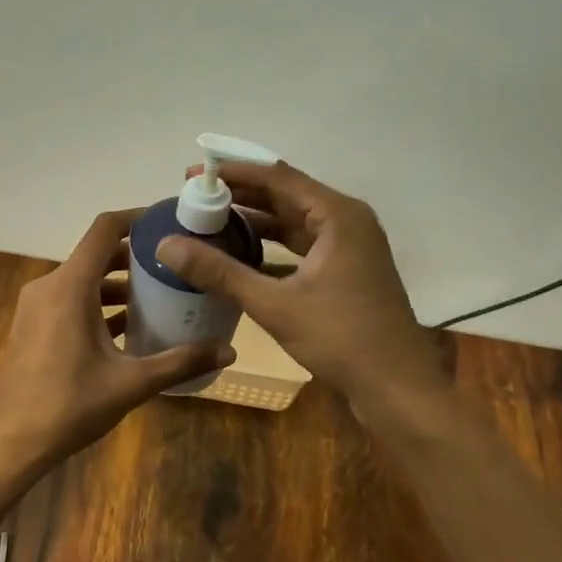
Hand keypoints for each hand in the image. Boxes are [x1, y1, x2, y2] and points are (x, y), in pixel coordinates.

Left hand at [0, 209, 235, 471]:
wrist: (12, 442)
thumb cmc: (70, 405)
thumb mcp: (132, 383)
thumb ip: (181, 362)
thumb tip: (229, 352)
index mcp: (70, 287)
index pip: (104, 229)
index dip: (136, 218)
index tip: (168, 222)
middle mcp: (50, 286)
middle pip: (96, 254)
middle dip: (135, 256)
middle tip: (174, 264)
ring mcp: (36, 306)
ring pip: (83, 279)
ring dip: (117, 283)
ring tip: (158, 296)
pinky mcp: (32, 326)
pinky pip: (70, 300)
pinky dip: (98, 303)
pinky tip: (128, 327)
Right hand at [156, 162, 445, 412]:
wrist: (396, 387)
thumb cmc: (341, 339)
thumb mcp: (275, 304)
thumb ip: (220, 272)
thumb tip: (166, 245)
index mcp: (338, 216)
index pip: (278, 178)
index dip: (233, 174)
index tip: (193, 175)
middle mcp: (347, 221)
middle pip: (286, 196)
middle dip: (241, 196)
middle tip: (195, 198)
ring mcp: (350, 247)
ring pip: (295, 222)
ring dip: (256, 221)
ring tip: (210, 222)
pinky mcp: (347, 271)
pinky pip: (303, 246)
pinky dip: (272, 247)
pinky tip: (240, 255)